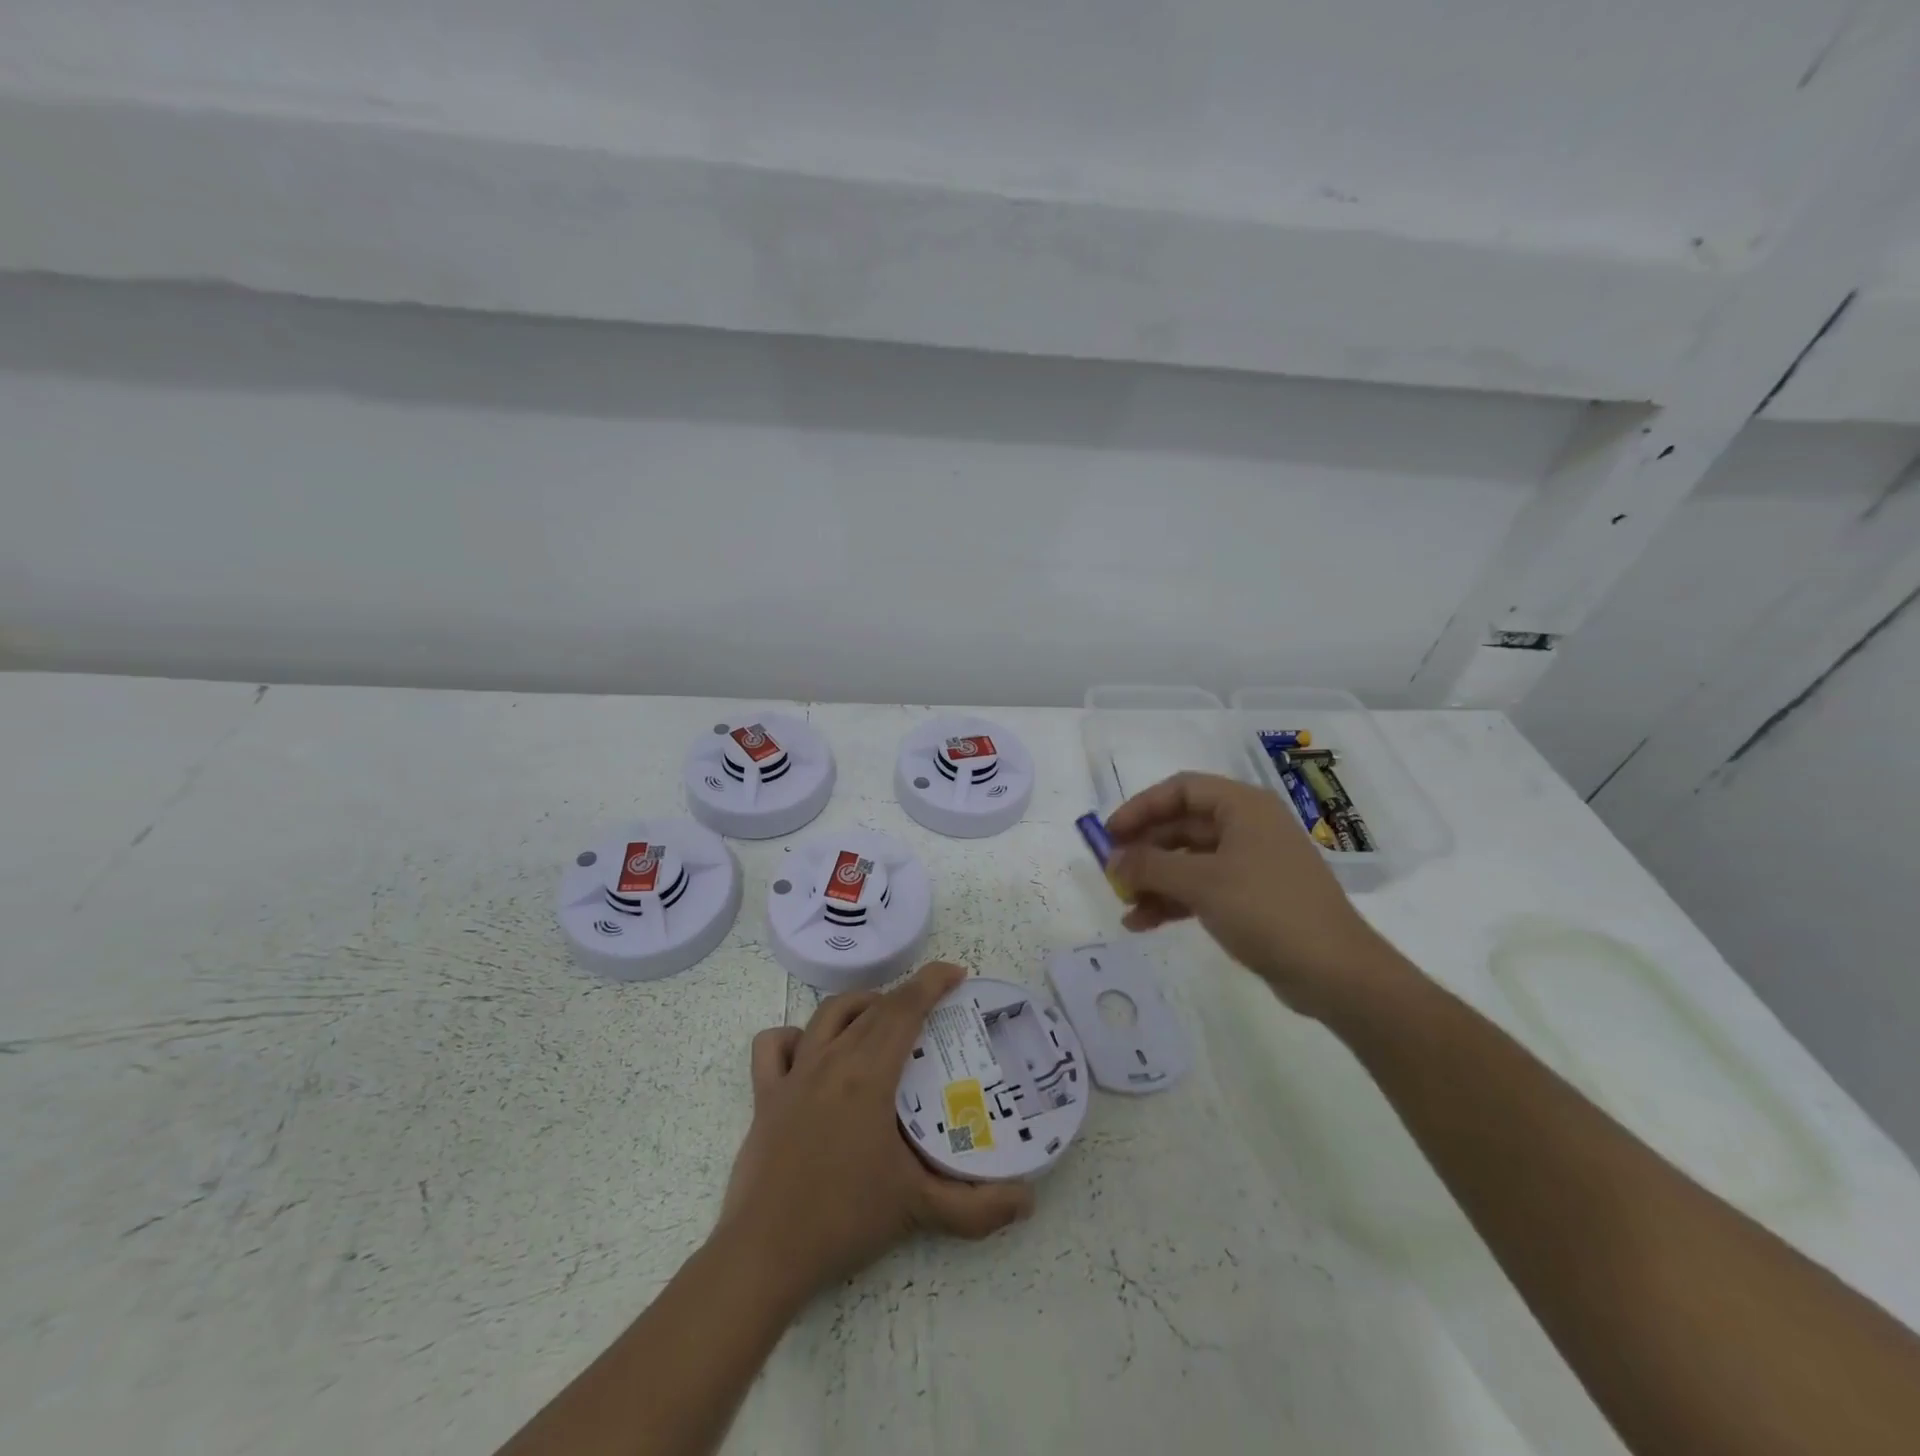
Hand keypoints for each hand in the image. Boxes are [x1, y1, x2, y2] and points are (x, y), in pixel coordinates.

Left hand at [717, 961, 1034, 1304]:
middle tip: (935, 1008)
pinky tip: (813, 1052)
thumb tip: (1028, 1201)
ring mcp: (793, 1074)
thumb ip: (978, 1208)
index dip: (932, 982)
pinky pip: (774, 1046)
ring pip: (828, 1014)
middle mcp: (831, 1060)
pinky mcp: (765, 1095)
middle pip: (873, 1007)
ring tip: (882, 1020)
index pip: (905, 1009)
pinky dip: (796, 1036)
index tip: (957, 974)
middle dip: (907, 996)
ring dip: (860, 1005)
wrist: (765, 1255)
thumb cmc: (844, 1220)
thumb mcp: (918, 1209)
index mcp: (868, 1074)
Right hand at [1106, 771, 1393, 1019]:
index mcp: (1243, 807)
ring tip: (1123, 904)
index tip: (1109, 834)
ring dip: (1154, 879)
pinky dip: (1173, 900)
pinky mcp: (1252, 897)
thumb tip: (1112, 861)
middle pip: (1182, 825)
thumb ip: (1150, 866)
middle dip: (1144, 849)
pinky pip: (1202, 887)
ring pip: (1189, 860)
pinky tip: (1143, 923)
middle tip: (1111, 872)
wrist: (1335, 972)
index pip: (1180, 790)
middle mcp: (1247, 827)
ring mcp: (1251, 863)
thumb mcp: (1201, 883)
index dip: (1140, 808)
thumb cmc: (1266, 909)